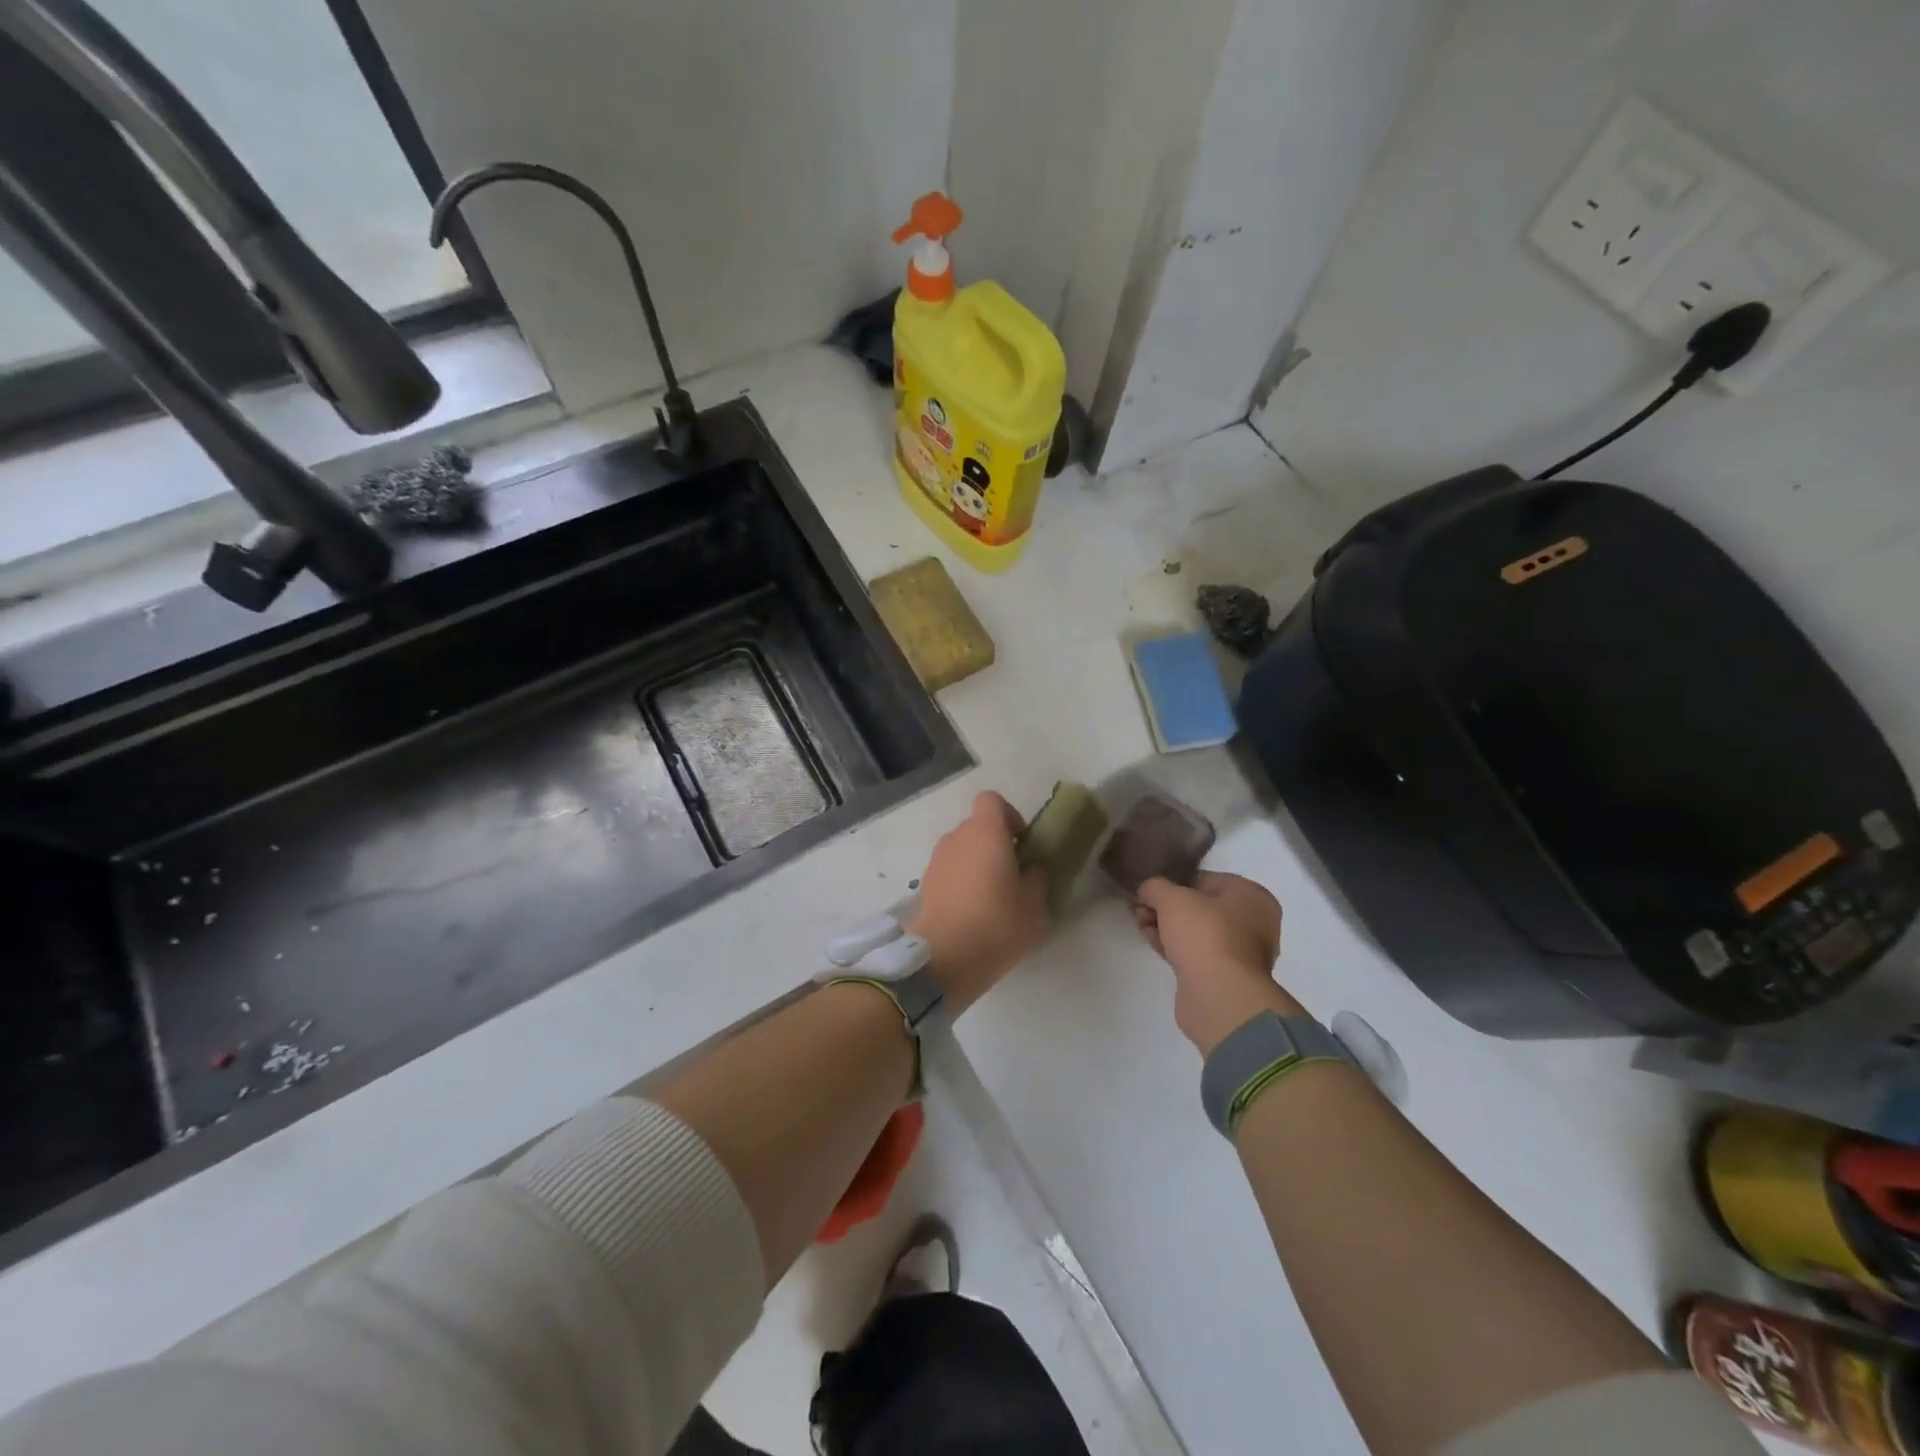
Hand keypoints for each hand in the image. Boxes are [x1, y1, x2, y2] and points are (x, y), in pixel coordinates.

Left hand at [908, 791, 1049, 1013]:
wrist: (944, 958)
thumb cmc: (997, 924)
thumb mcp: (1035, 904)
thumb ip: (1036, 876)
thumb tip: (1029, 867)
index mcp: (986, 832)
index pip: (992, 800)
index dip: (1009, 816)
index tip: (1021, 844)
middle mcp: (957, 837)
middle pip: (977, 827)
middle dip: (995, 844)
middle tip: (1012, 876)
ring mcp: (937, 860)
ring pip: (963, 850)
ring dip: (977, 864)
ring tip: (992, 898)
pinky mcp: (926, 884)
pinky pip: (950, 871)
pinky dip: (961, 882)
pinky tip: (972, 912)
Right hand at [1135, 872, 1301, 1053]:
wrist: (1219, 995)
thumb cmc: (1205, 934)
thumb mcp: (1171, 898)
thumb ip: (1155, 887)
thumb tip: (1148, 891)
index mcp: (1253, 896)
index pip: (1207, 879)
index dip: (1175, 882)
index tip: (1151, 890)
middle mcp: (1254, 923)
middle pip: (1202, 907)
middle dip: (1168, 907)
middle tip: (1141, 908)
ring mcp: (1241, 953)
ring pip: (1197, 932)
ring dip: (1168, 927)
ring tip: (1141, 923)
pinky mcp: (1225, 977)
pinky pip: (1196, 953)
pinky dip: (1174, 946)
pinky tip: (1151, 940)